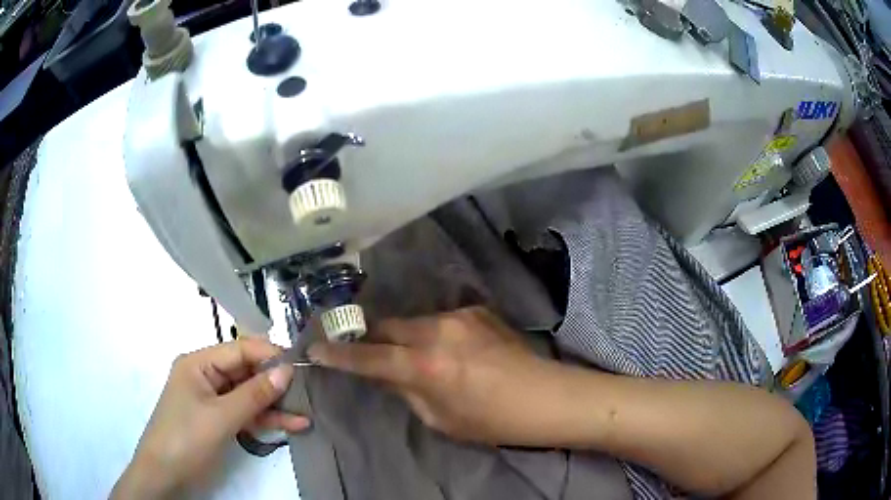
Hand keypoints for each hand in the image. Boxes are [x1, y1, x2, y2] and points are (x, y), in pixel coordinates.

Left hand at [112, 338, 309, 498]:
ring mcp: (214, 400)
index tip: (300, 366)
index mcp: (199, 364)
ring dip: (275, 405)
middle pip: (246, 372)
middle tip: (308, 392)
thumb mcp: (221, 417)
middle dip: (275, 383)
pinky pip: (246, 414)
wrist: (165, 475)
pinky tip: (292, 425)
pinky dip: (266, 420)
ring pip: (249, 395)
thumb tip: (286, 371)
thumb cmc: (186, 438)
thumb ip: (254, 394)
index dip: (268, 355)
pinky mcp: (220, 420)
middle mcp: (207, 376)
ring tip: (306, 412)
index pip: (239, 350)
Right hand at [308, 306, 568, 445]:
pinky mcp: (477, 310)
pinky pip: (441, 320)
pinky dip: (435, 334)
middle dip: (373, 339)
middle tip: (370, 352)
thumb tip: (382, 372)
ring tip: (420, 356)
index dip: (339, 354)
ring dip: (406, 337)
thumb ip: (405, 390)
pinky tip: (453, 350)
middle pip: (388, 327)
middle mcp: (437, 332)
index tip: (315, 348)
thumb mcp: (440, 418)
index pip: (369, 357)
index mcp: (426, 367)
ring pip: (414, 322)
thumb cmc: (491, 421)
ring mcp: (459, 316)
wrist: (545, 397)